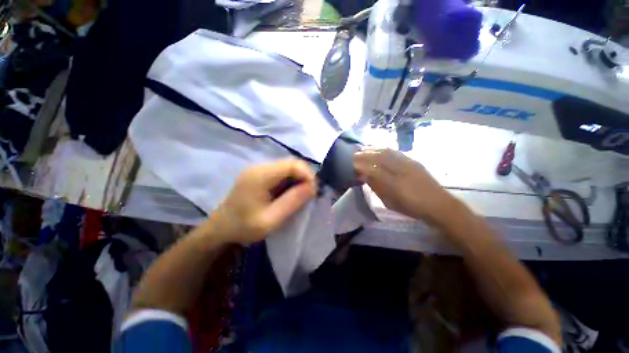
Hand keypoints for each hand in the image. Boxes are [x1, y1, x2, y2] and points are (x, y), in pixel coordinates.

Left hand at [200, 159, 316, 244]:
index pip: (293, 165)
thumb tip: (312, 187)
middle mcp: (260, 167)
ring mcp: (259, 169)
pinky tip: (290, 192)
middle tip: (309, 195)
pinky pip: (282, 172)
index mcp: (261, 176)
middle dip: (305, 177)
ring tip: (301, 195)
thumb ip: (292, 202)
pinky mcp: (260, 174)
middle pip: (291, 163)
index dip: (307, 175)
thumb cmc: (243, 227)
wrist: (220, 228)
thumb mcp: (270, 220)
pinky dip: (291, 180)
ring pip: (288, 167)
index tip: (313, 192)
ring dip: (299, 178)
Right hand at [354, 148, 459, 225]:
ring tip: (364, 149)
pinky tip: (380, 149)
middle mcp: (399, 170)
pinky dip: (384, 149)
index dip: (359, 165)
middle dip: (364, 155)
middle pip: (377, 158)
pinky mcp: (413, 161)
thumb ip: (376, 187)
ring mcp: (407, 163)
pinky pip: (395, 152)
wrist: (438, 204)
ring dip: (373, 149)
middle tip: (354, 155)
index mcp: (392, 182)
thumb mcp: (390, 202)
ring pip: (386, 152)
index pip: (371, 169)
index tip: (350, 165)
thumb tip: (364, 176)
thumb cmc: (411, 207)